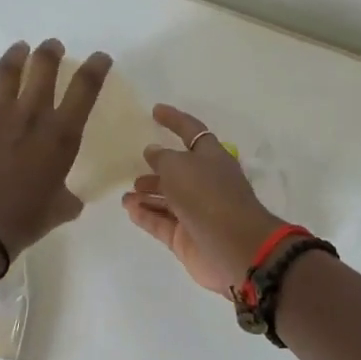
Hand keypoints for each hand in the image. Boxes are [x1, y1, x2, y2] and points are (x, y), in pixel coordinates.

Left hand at [0, 39, 111, 256]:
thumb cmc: (25, 221)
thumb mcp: (61, 208)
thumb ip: (68, 195)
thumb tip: (68, 196)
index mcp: (61, 136)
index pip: (85, 88)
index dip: (96, 67)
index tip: (100, 58)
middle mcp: (31, 116)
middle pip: (43, 67)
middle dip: (52, 52)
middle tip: (53, 47)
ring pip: (9, 71)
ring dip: (18, 55)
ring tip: (21, 49)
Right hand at [121, 104, 284, 292]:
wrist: (234, 248)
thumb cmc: (208, 196)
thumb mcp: (179, 166)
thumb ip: (162, 157)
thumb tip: (153, 152)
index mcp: (212, 157)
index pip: (192, 132)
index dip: (174, 120)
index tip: (155, 111)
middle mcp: (206, 183)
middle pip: (179, 170)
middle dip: (158, 167)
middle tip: (135, 166)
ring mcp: (197, 213)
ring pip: (168, 199)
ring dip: (147, 194)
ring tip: (126, 195)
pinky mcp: (188, 238)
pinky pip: (162, 222)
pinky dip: (146, 215)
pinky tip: (130, 209)